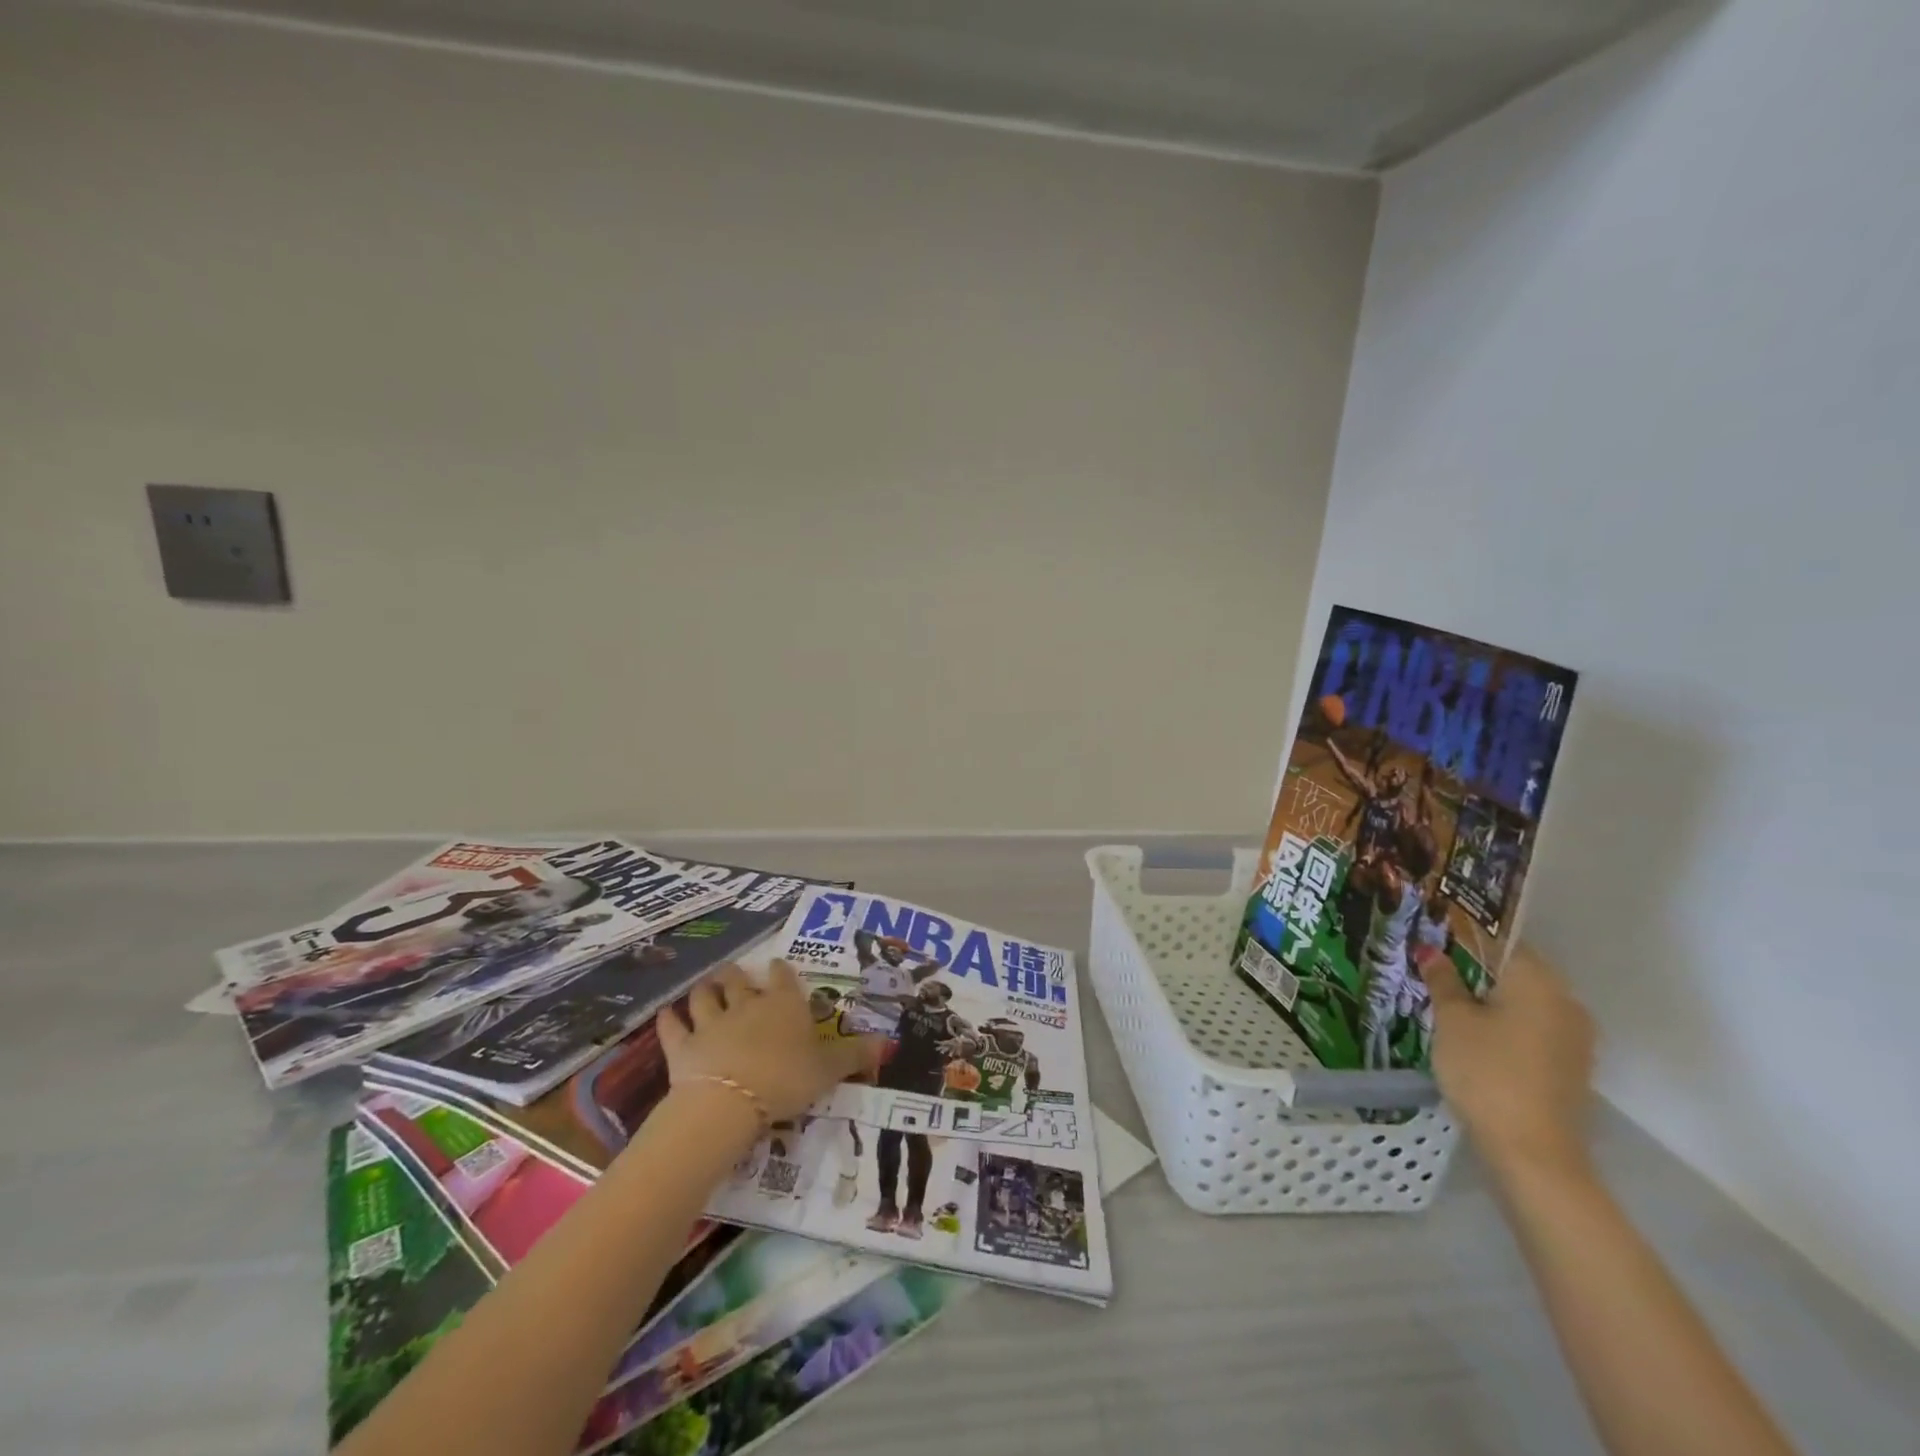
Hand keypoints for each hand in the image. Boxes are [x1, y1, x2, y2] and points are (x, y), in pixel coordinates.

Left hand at [658, 960, 880, 1124]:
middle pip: (739, 981)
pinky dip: (669, 1019)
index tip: (778, 965)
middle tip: (736, 973)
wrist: (730, 1101)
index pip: (783, 977)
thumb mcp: (829, 1070)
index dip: (781, 970)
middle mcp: (747, 1005)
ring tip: (705, 986)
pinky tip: (667, 1014)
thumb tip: (889, 1042)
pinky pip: (672, 1027)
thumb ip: (855, 1055)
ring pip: (705, 996)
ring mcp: (711, 1022)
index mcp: (784, 1005)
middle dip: (737, 975)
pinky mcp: (683, 1046)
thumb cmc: (786, 1079)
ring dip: (705, 990)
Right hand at [1419, 944, 1595, 1183]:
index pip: (1502, 941)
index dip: (1465, 937)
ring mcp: (1575, 1036)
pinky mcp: (1572, 1064)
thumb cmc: (1486, 1072)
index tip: (1433, 938)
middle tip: (1434, 968)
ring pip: (1526, 1001)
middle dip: (1476, 968)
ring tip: (1449, 1001)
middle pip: (1516, 970)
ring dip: (1492, 997)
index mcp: (1538, 980)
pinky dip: (1507, 1023)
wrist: (1533, 1151)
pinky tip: (1476, 1034)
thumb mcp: (1452, 1021)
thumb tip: (1430, 950)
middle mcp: (1566, 1000)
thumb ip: (1443, 981)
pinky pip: (1535, 1027)